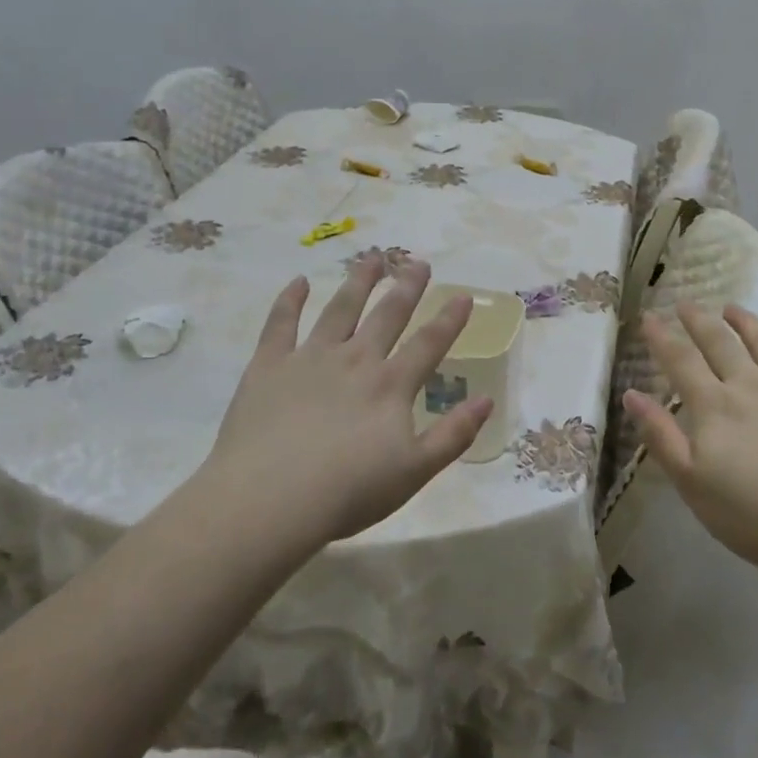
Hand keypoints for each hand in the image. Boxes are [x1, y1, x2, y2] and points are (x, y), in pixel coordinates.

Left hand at [197, 252, 492, 550]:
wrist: (270, 500)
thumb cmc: (347, 492)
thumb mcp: (414, 472)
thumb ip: (454, 435)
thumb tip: (487, 400)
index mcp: (390, 385)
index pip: (428, 343)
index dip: (449, 319)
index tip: (463, 295)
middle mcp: (355, 359)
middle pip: (387, 314)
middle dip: (407, 287)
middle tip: (418, 263)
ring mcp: (310, 357)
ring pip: (340, 308)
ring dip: (358, 282)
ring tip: (372, 258)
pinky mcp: (269, 364)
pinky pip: (280, 323)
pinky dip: (290, 300)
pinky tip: (298, 282)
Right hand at [622, 301, 757, 574]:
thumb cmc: (754, 515)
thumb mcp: (691, 483)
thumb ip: (661, 436)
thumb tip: (631, 394)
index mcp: (714, 406)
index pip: (681, 361)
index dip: (661, 336)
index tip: (648, 315)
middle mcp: (752, 386)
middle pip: (721, 343)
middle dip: (700, 321)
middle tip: (687, 303)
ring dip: (747, 323)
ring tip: (734, 308)